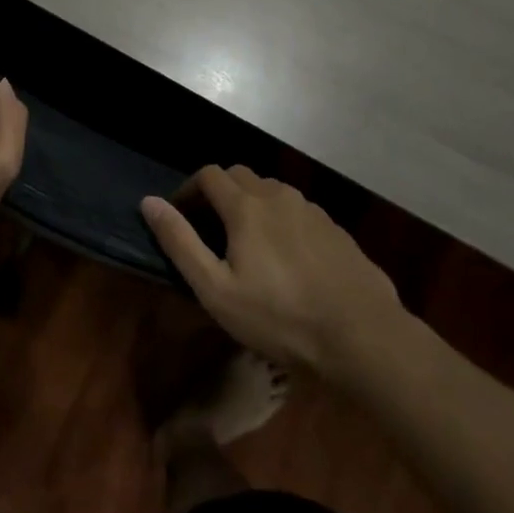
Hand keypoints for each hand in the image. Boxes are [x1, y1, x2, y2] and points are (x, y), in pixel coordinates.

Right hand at [141, 166, 405, 377]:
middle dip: (219, 192)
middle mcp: (277, 196)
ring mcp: (311, 210)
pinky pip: (298, 212)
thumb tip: (149, 202)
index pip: (208, 175)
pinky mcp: (336, 230)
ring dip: (251, 205)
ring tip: (248, 244)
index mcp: (246, 206)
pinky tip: (288, 259)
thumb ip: (180, 243)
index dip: (188, 189)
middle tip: (210, 229)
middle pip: (240, 176)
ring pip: (271, 192)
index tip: (179, 215)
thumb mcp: (217, 290)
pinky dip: (281, 221)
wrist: (364, 337)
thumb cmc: (281, 318)